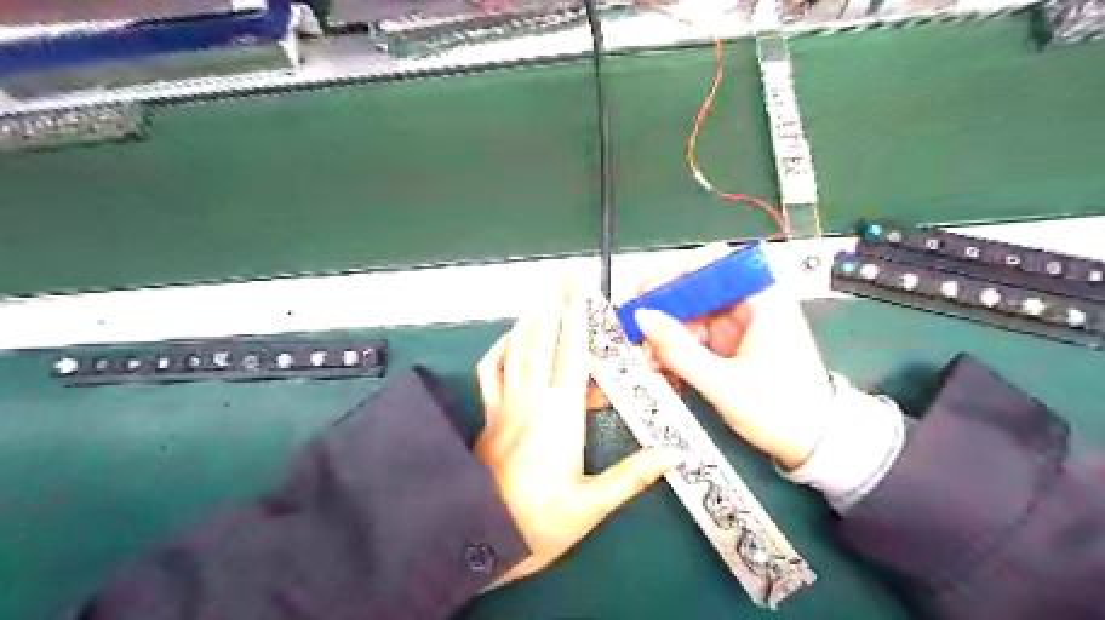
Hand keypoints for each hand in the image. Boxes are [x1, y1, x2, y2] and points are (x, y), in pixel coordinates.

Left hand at [477, 285, 688, 584]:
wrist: (480, 538)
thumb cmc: (540, 524)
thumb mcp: (593, 505)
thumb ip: (634, 474)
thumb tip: (676, 453)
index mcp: (560, 417)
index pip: (572, 355)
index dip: (578, 320)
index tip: (582, 291)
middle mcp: (531, 400)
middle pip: (543, 340)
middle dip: (554, 304)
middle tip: (562, 275)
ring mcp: (505, 404)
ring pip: (517, 349)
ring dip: (530, 318)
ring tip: (541, 294)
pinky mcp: (489, 414)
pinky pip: (491, 371)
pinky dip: (501, 348)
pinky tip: (510, 338)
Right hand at [624, 245, 833, 467]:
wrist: (814, 444)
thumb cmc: (782, 411)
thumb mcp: (724, 384)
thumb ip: (680, 351)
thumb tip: (642, 317)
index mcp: (762, 299)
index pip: (715, 262)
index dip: (677, 270)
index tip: (646, 289)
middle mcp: (747, 304)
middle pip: (695, 287)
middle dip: (662, 308)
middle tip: (635, 327)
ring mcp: (736, 324)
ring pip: (689, 313)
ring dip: (664, 334)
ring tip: (648, 358)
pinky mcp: (728, 343)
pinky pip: (692, 335)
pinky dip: (674, 349)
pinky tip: (663, 367)